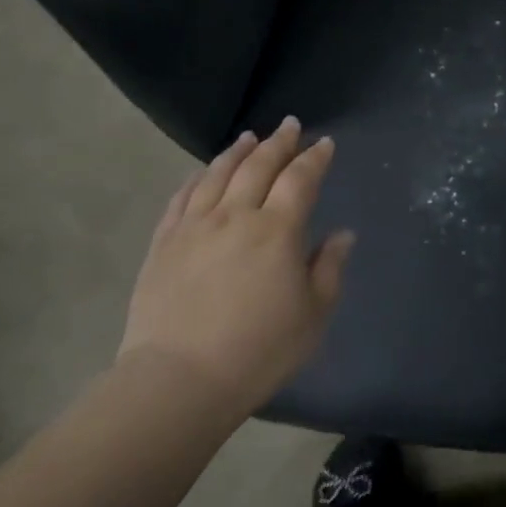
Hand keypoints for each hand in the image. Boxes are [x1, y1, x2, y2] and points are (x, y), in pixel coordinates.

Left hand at [119, 116, 354, 417]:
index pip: (300, 179)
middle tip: (290, 126)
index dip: (314, 158)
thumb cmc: (259, 350)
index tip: (324, 143)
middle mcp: (236, 215)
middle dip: (279, 143)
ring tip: (249, 137)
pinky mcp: (163, 243)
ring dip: (238, 151)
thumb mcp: (313, 315)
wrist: (179, 380)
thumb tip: (342, 234)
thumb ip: (329, 268)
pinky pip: (182, 197)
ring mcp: (194, 226)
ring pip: (218, 174)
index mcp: (277, 229)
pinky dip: (197, 178)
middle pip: (259, 166)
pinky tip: (204, 172)